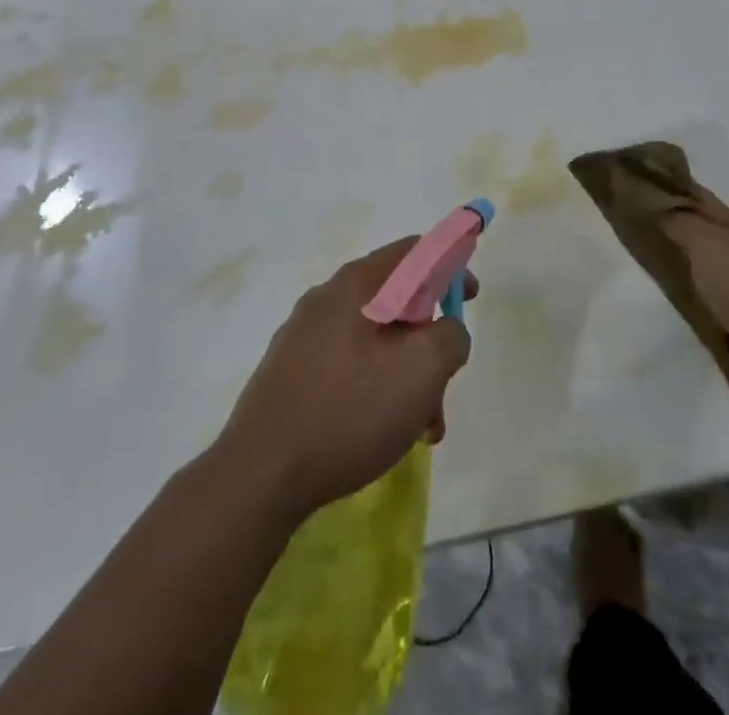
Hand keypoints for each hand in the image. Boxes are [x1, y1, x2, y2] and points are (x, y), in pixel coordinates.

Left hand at [219, 239, 475, 521]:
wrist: (258, 476)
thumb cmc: (348, 412)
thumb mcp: (421, 372)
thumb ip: (450, 337)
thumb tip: (447, 330)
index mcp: (355, 284)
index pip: (414, 252)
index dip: (450, 266)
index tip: (470, 299)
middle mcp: (326, 298)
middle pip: (396, 301)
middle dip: (429, 339)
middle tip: (445, 383)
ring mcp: (303, 336)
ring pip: (374, 341)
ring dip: (407, 374)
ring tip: (422, 428)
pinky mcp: (290, 372)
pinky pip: (348, 366)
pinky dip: (377, 388)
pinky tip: (384, 434)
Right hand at [663, 186, 728, 405]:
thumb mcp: (707, 243)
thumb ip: (683, 224)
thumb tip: (663, 211)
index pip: (702, 199)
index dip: (675, 189)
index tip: (644, 184)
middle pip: (705, 232)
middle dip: (677, 226)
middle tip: (638, 225)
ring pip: (708, 267)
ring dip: (686, 264)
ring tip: (650, 265)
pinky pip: (712, 301)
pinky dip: (696, 298)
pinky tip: (677, 302)